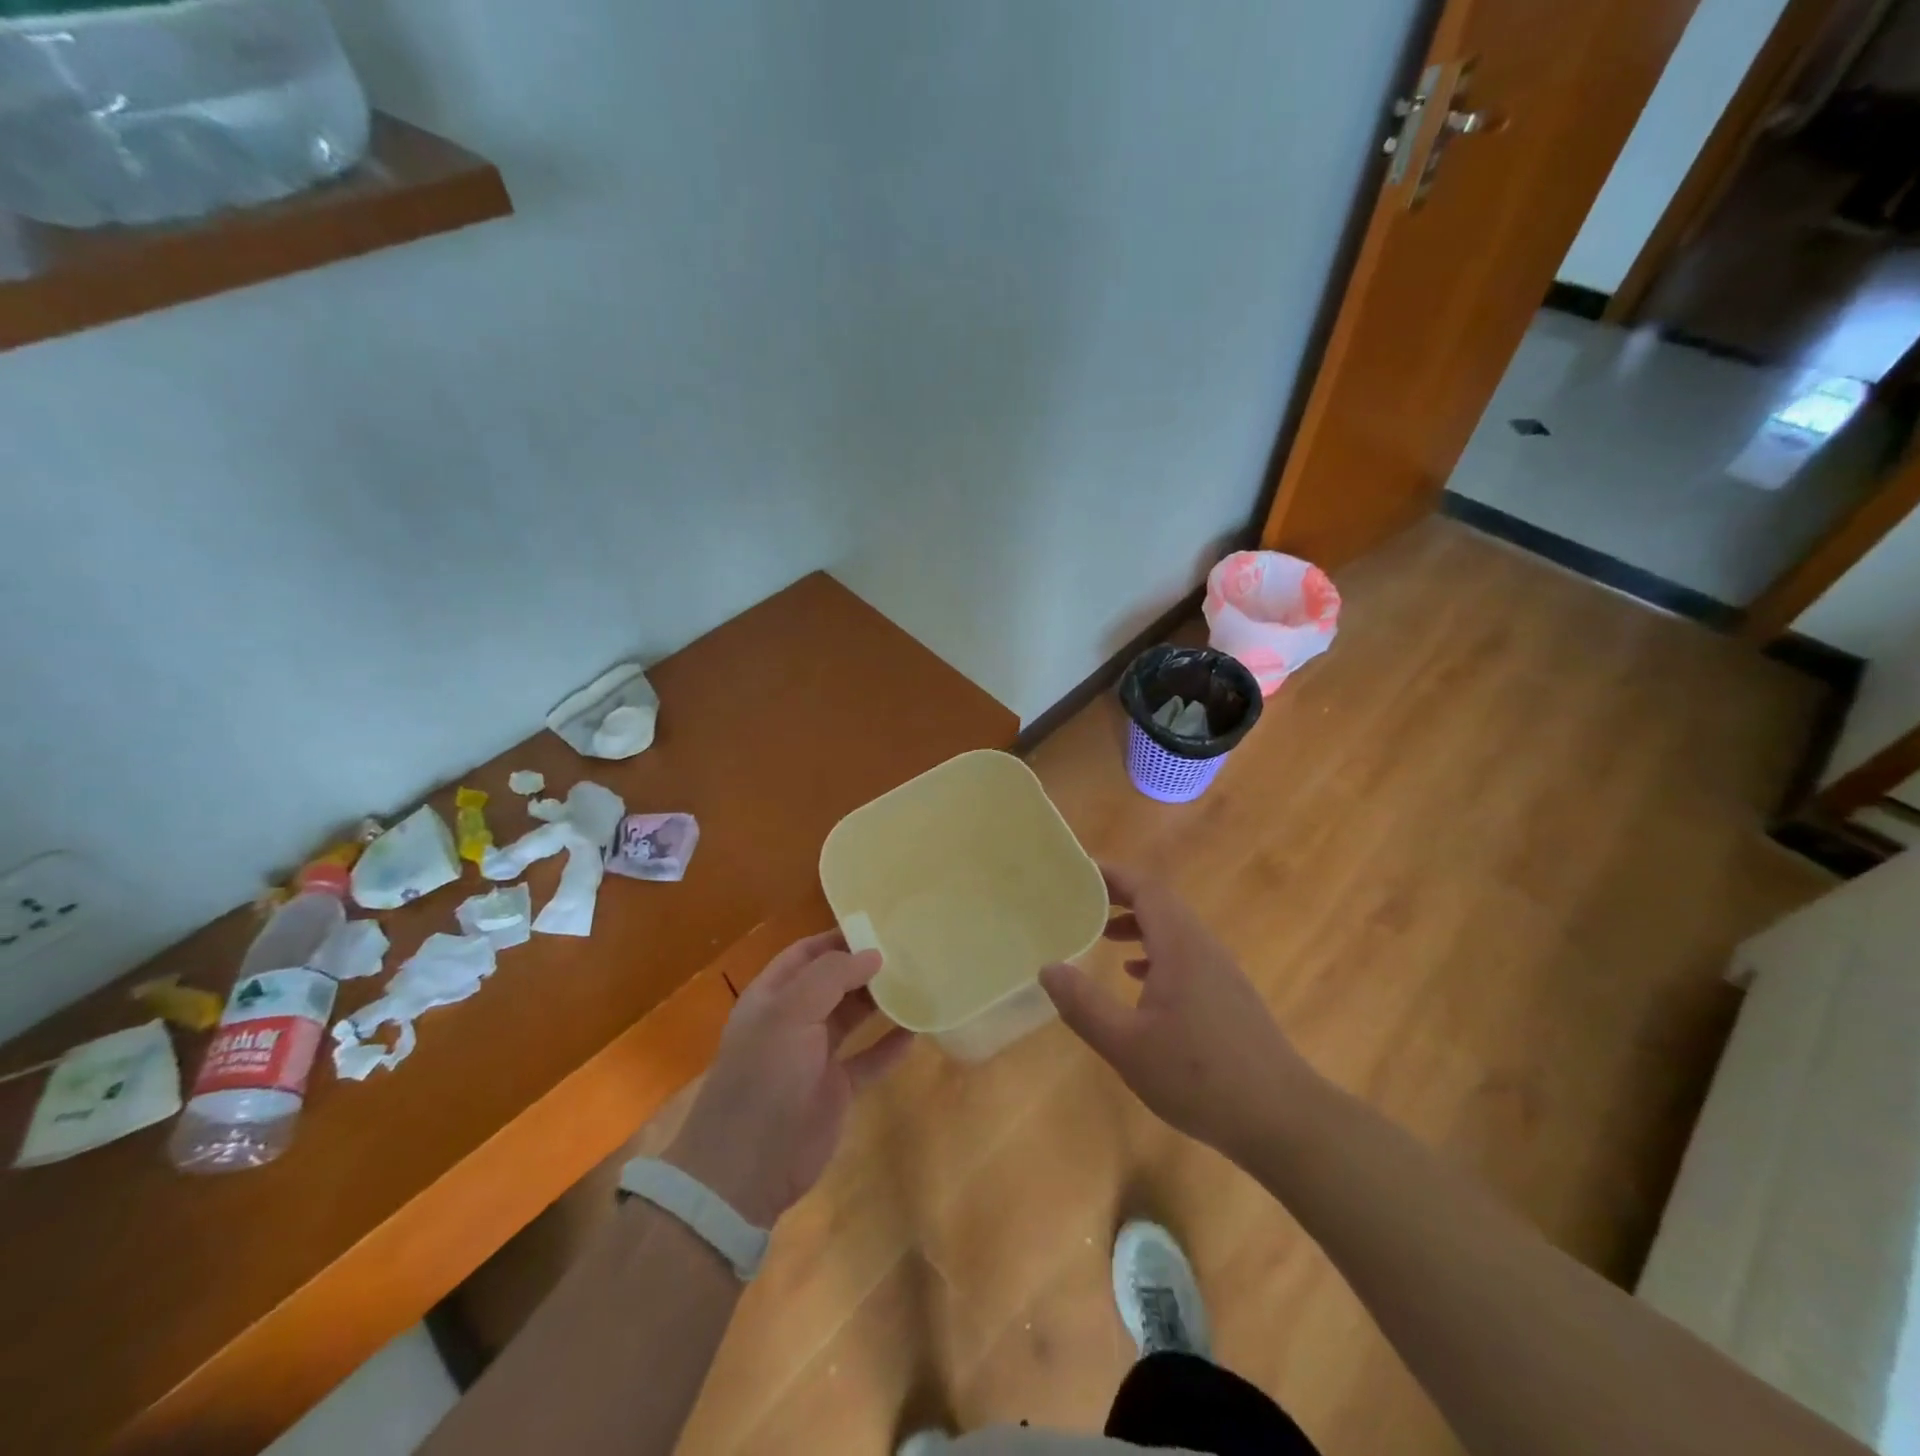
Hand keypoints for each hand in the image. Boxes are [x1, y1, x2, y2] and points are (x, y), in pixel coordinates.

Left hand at [664, 931, 913, 1228]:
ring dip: (881, 1001)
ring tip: (918, 981)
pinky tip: (917, 1030)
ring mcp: (815, 1055)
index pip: (806, 953)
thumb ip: (831, 977)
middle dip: (865, 966)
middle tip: (909, 951)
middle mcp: (793, 1020)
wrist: (747, 1167)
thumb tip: (873, 954)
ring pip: (853, 1017)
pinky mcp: (836, 1088)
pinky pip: (869, 1058)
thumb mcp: (790, 1013)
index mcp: (772, 996)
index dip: (837, 938)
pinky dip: (890, 1045)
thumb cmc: (764, 1076)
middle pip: (833, 982)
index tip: (878, 925)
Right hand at [1040, 864, 1311, 1159]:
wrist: (1284, 1119)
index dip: (1111, 875)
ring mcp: (1221, 971)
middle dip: (1120, 897)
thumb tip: (1048, 968)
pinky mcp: (1229, 996)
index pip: (1145, 888)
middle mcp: (1203, 947)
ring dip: (1138, 925)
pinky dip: (1156, 953)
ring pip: (1174, 930)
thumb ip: (1084, 1005)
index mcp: (1180, 946)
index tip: (1078, 872)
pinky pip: (1186, 954)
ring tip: (1102, 936)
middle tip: (1080, 901)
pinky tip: (1138, 981)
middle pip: (1160, 903)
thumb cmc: (1200, 1077)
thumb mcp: (1127, 1045)